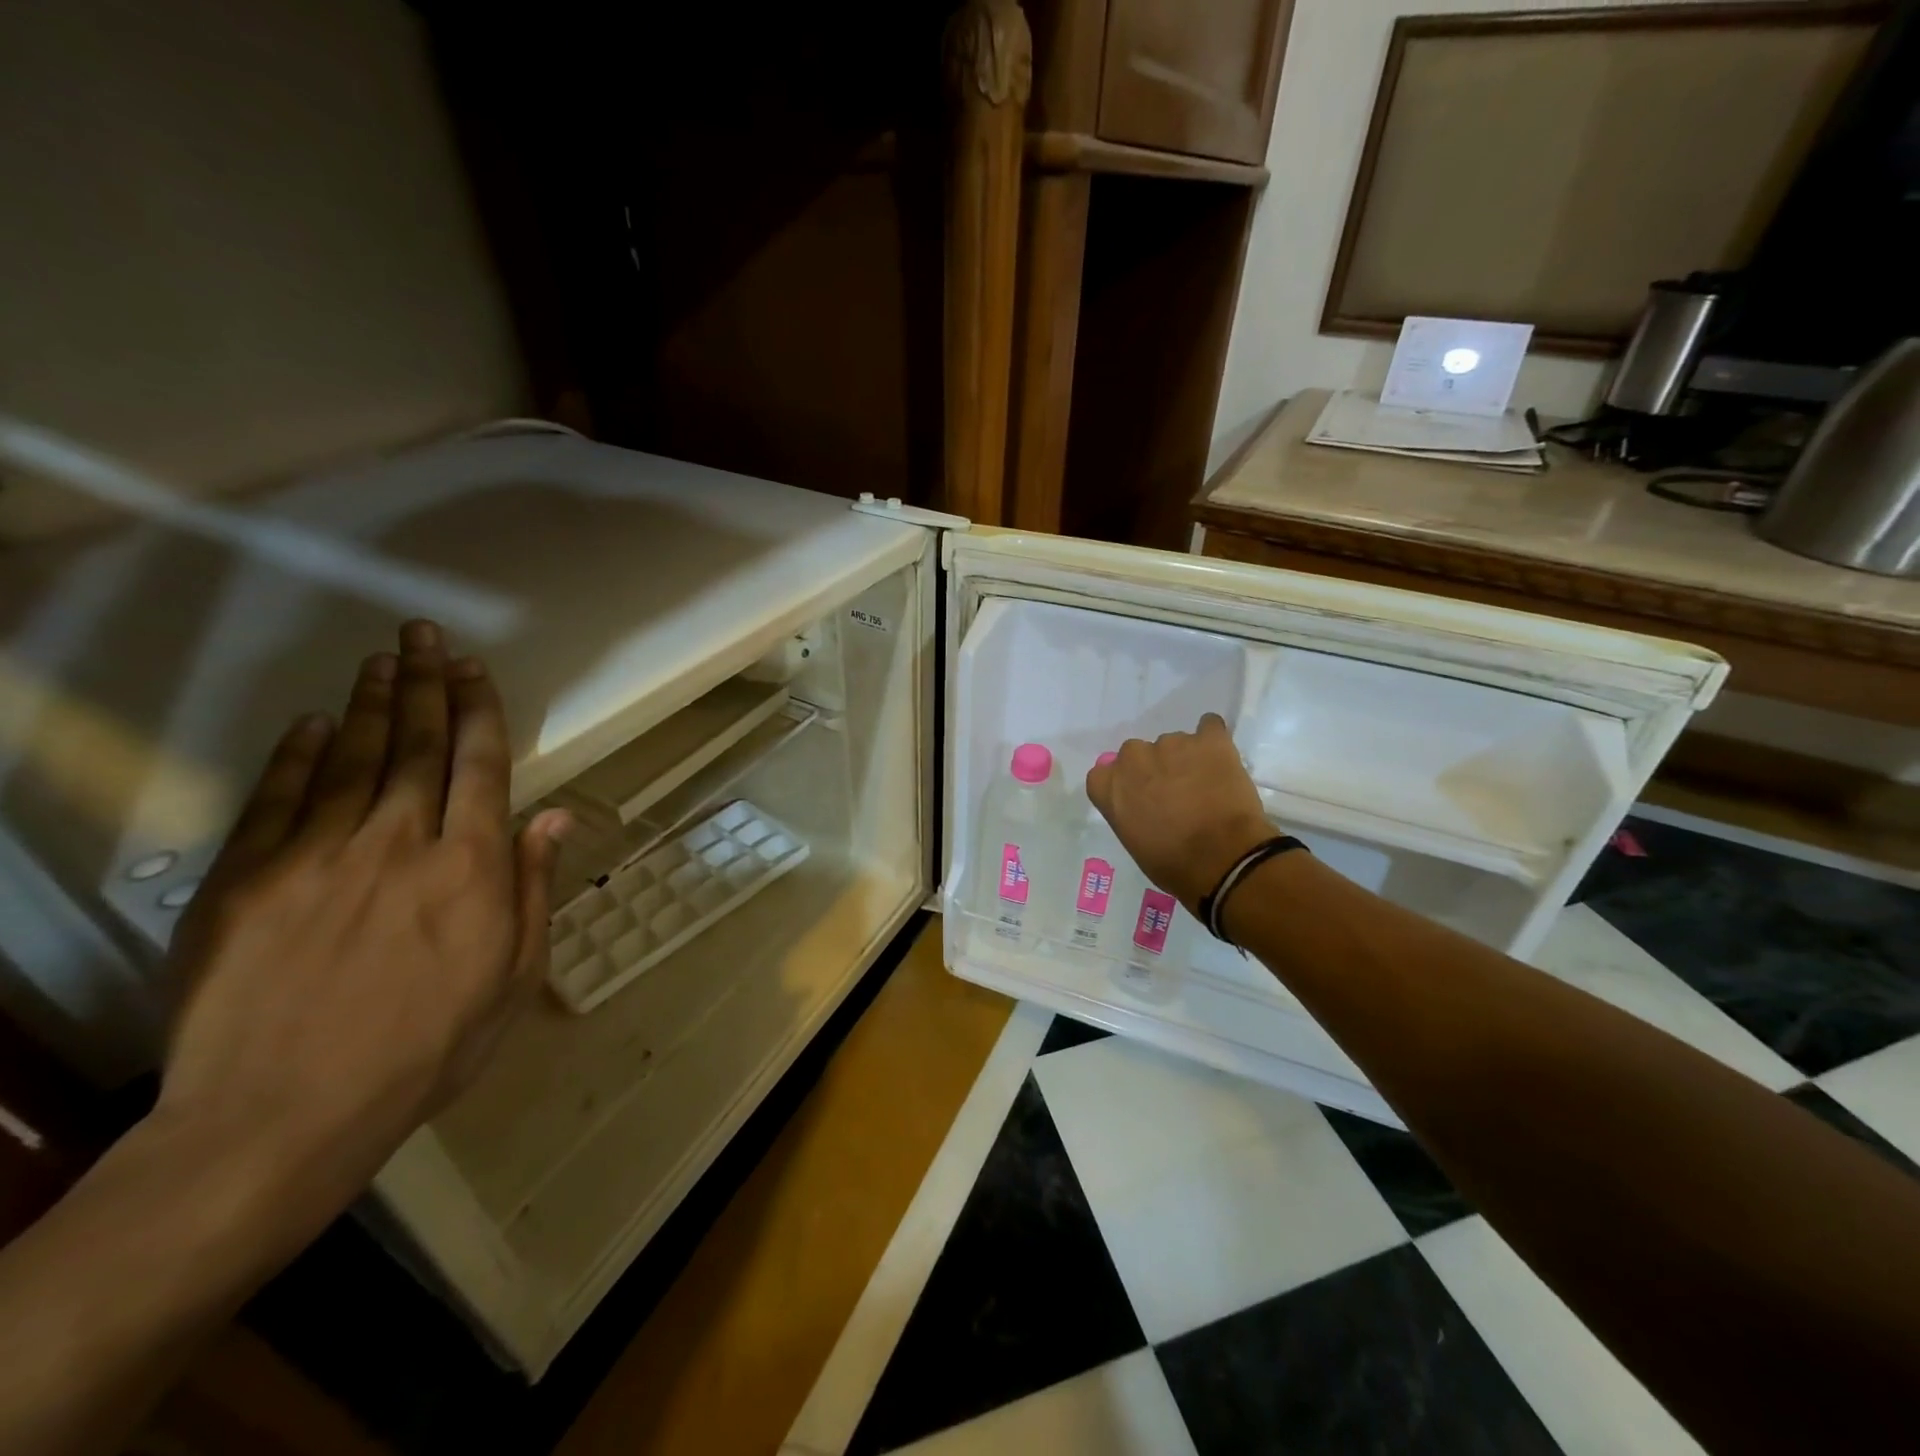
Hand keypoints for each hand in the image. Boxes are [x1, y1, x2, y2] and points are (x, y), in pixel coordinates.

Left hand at [152, 620, 568, 1243]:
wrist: (283, 1117)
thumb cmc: (427, 1047)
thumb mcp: (513, 976)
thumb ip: (532, 888)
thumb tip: (552, 817)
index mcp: (470, 867)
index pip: (480, 765)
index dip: (479, 710)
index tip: (475, 669)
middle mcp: (399, 841)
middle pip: (417, 744)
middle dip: (426, 684)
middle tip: (425, 637)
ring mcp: (317, 855)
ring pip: (351, 757)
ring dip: (370, 703)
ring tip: (382, 659)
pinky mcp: (246, 878)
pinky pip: (278, 797)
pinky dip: (297, 753)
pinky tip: (312, 722)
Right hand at [1086, 714, 1272, 914]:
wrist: (1222, 859)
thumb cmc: (1172, 864)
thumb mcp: (1134, 842)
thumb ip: (1129, 812)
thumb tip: (1145, 805)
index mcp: (1109, 784)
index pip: (1105, 773)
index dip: (1124, 785)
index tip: (1139, 800)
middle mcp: (1134, 757)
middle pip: (1138, 754)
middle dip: (1153, 769)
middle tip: (1175, 793)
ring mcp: (1172, 743)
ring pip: (1174, 744)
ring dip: (1185, 759)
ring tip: (1206, 786)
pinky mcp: (1209, 739)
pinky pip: (1209, 727)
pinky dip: (1213, 741)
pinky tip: (1220, 760)